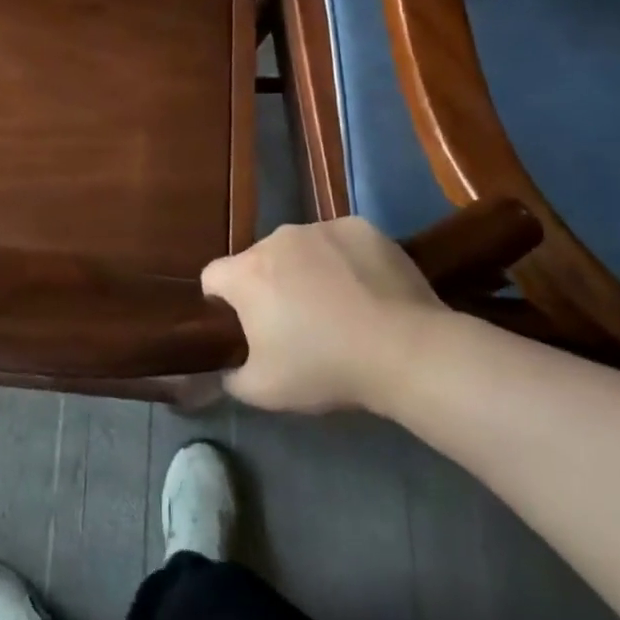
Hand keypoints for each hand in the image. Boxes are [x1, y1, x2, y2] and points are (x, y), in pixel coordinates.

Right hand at [202, 217, 450, 415]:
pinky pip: (339, 242)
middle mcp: (276, 239)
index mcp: (246, 274)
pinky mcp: (360, 227)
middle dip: (268, 285)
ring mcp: (321, 228)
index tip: (242, 325)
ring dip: (305, 269)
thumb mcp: (265, 391)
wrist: (406, 350)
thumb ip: (230, 379)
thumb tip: (219, 373)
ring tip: (337, 304)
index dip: (221, 301)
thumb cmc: (326, 368)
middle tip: (295, 322)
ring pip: (299, 248)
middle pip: (258, 260)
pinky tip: (366, 289)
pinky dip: (344, 260)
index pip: (213, 277)